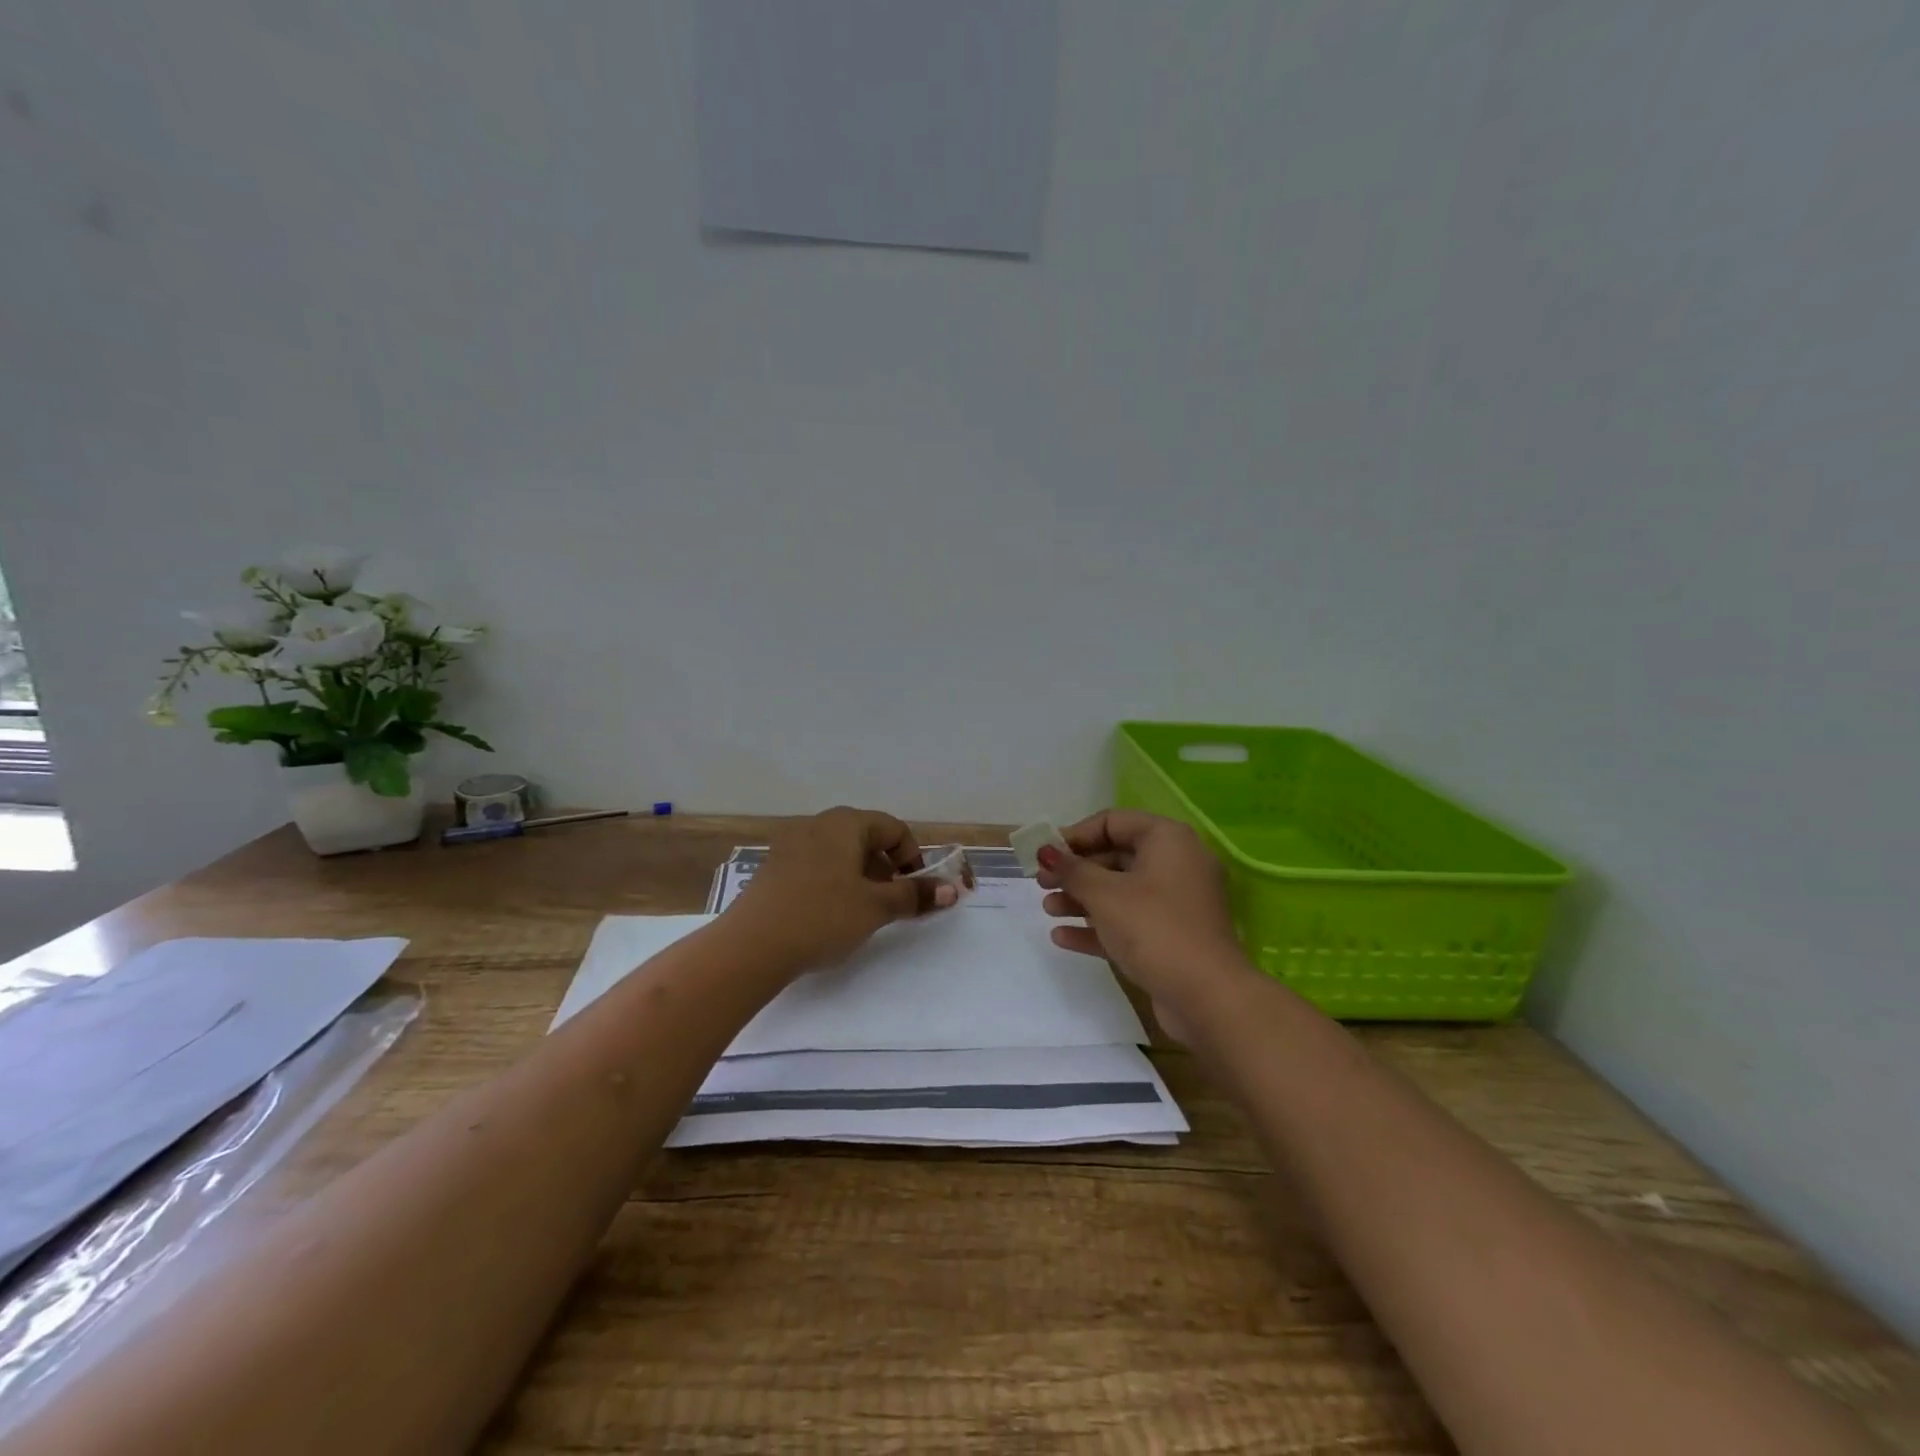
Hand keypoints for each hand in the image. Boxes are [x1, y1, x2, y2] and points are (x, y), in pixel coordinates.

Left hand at [727, 807, 957, 974]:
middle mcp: (817, 823)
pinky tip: (827, 914)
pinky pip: (815, 864)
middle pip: (865, 837)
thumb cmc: (822, 917)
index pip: (893, 828)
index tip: (915, 890)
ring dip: (859, 876)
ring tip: (860, 911)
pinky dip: (832, 881)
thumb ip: (914, 895)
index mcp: (845, 823)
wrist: (750, 946)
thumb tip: (952, 889)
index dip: (912, 857)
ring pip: (839, 852)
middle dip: (886, 868)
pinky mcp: (773, 867)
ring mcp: (790, 844)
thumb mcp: (876, 907)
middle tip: (890, 902)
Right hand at [1035, 809, 1249, 1040]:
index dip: (1074, 835)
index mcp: (1167, 840)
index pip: (1113, 822)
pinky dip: (1098, 926)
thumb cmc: (1154, 929)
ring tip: (1048, 910)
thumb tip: (1045, 851)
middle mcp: (1175, 864)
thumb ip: (1072, 870)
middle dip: (1075, 871)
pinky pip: (1129, 921)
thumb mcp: (1105, 895)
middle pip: (1115, 857)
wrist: (1208, 998)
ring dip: (1081, 899)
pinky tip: (1062, 937)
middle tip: (1041, 883)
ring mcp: (1175, 903)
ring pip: (1120, 891)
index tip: (1044, 854)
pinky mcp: (1171, 937)